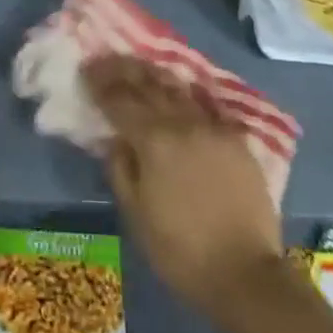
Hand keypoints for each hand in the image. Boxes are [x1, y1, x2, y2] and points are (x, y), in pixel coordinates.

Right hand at [84, 55, 286, 327]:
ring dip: (154, 74)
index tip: (86, 68)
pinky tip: (180, 91)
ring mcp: (211, 126)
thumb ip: (120, 170)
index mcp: (153, 140)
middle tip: (108, 59)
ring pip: (177, 88)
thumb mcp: (136, 216)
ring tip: (139, 66)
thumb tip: (114, 139)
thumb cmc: (182, 251)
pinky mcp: (235, 138)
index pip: (119, 99)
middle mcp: (181, 122)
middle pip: (148, 84)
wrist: (246, 273)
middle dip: (124, 69)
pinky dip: (185, 94)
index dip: (100, 83)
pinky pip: (204, 105)